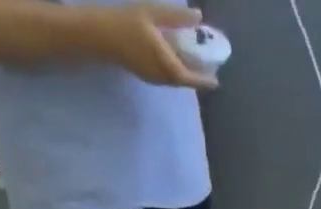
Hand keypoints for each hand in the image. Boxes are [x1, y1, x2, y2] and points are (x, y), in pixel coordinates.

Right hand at [90, 5, 216, 87]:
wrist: (103, 36)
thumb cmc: (128, 23)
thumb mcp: (154, 14)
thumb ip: (176, 18)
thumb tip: (198, 17)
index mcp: (166, 65)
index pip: (190, 78)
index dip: (204, 80)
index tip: (216, 82)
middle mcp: (162, 77)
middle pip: (184, 81)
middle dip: (197, 77)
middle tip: (208, 69)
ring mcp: (154, 79)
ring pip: (175, 81)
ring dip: (186, 75)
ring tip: (196, 65)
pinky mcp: (147, 75)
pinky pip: (167, 77)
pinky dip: (176, 71)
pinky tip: (177, 61)